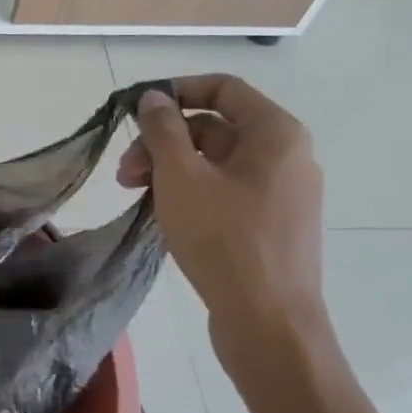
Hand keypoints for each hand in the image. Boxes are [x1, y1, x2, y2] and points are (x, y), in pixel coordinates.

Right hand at [117, 75, 336, 392]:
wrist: (269, 324)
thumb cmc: (224, 239)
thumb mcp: (181, 176)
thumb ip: (163, 129)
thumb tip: (154, 96)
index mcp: (275, 134)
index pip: (223, 88)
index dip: (176, 91)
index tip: (137, 111)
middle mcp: (286, 156)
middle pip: (213, 128)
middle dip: (163, 142)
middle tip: (125, 170)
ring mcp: (281, 193)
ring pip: (214, 162)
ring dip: (170, 169)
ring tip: (134, 194)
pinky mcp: (271, 224)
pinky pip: (225, 191)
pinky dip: (190, 192)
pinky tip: (160, 213)